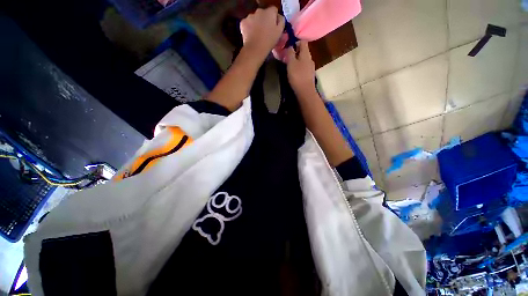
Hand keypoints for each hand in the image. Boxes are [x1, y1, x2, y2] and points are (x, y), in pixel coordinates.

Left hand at [240, 7, 284, 61]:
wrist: (255, 49)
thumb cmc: (269, 41)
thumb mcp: (280, 32)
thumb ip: (281, 21)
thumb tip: (278, 17)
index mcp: (269, 12)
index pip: (274, 10)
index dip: (274, 18)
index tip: (274, 27)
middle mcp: (259, 11)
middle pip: (263, 14)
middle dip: (264, 20)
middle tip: (265, 32)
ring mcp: (250, 16)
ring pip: (254, 18)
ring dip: (256, 24)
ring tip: (258, 35)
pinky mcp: (243, 23)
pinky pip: (247, 23)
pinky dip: (249, 28)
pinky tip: (251, 36)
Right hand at [285, 41, 315, 94]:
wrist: (305, 91)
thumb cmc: (297, 76)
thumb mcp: (291, 63)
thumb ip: (290, 53)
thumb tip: (290, 46)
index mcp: (306, 54)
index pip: (303, 42)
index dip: (295, 42)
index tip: (288, 48)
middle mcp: (310, 59)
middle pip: (303, 51)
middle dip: (295, 52)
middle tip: (287, 58)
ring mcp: (311, 68)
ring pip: (303, 60)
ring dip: (297, 61)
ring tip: (290, 66)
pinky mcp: (309, 75)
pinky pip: (304, 67)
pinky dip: (299, 67)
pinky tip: (295, 73)